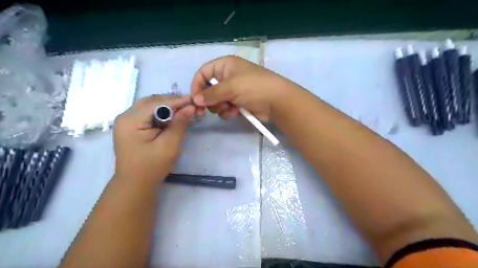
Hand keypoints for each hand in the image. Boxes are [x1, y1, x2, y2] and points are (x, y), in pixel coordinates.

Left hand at [113, 95, 194, 184]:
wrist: (135, 184)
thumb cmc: (152, 167)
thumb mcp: (169, 145)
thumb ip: (179, 124)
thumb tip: (190, 107)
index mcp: (131, 120)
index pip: (156, 103)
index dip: (176, 100)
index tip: (194, 101)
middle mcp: (125, 116)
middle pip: (152, 101)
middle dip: (172, 102)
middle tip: (190, 106)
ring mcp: (127, 121)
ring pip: (150, 106)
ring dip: (167, 106)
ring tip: (183, 110)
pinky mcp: (131, 127)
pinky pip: (148, 113)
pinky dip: (161, 113)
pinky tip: (172, 117)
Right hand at [190, 56, 296, 120]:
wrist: (277, 102)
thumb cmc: (254, 88)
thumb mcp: (231, 87)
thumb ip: (211, 94)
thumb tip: (195, 100)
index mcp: (225, 65)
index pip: (203, 73)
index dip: (197, 86)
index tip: (195, 100)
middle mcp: (228, 77)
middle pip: (208, 89)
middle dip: (209, 100)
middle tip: (211, 108)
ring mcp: (234, 91)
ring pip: (216, 101)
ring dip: (220, 107)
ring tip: (230, 108)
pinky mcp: (239, 103)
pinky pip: (225, 108)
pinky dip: (228, 112)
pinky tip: (236, 113)